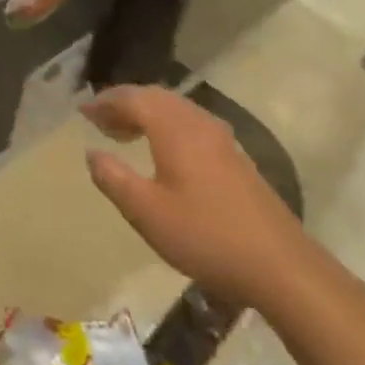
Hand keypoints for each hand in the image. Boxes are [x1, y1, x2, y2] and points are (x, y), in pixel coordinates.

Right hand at [83, 86, 308, 308]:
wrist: (282, 266)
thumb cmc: (206, 236)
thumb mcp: (147, 213)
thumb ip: (114, 179)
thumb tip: (92, 153)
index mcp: (174, 128)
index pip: (133, 98)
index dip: (105, 102)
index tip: (83, 111)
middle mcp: (198, 122)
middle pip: (155, 97)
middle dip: (124, 104)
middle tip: (100, 121)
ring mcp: (221, 138)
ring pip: (175, 110)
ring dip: (146, 114)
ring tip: (124, 134)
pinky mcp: (235, 157)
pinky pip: (190, 124)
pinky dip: (166, 126)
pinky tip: (162, 153)